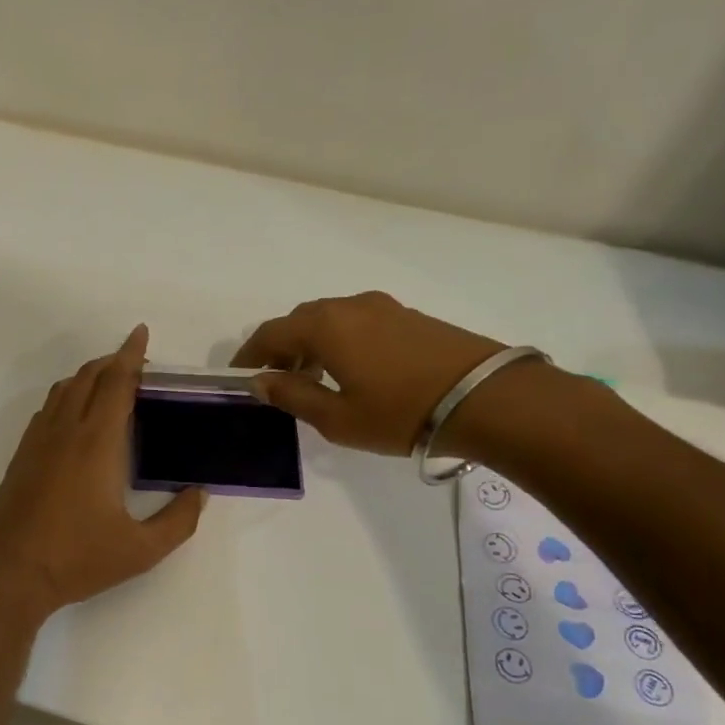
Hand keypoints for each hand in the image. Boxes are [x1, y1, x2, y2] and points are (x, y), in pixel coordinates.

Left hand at [0, 326, 206, 618]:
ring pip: (62, 391)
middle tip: (134, 362)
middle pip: (88, 377)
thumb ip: (178, 521)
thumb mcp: (141, 550)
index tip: (140, 333)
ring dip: (86, 376)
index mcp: (97, 443)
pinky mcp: (20, 458)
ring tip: (107, 383)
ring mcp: (37, 443)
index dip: (131, 355)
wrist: (8, 574)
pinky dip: (65, 398)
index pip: (116, 383)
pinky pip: (46, 412)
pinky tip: (73, 418)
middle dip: (111, 361)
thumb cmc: (77, 559)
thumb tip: (199, 494)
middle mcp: (64, 432)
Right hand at [232, 292, 502, 455]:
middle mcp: (349, 306)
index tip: (238, 376)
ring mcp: (383, 307)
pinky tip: (349, 369)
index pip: (270, 333)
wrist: (486, 399)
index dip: (249, 355)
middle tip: (275, 379)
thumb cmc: (400, 413)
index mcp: (324, 326)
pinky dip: (339, 340)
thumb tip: (260, 381)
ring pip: (330, 319)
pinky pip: (357, 322)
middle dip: (280, 347)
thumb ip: (292, 396)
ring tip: (312, 377)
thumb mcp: (336, 417)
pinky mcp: (409, 316)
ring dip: (311, 343)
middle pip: (299, 320)